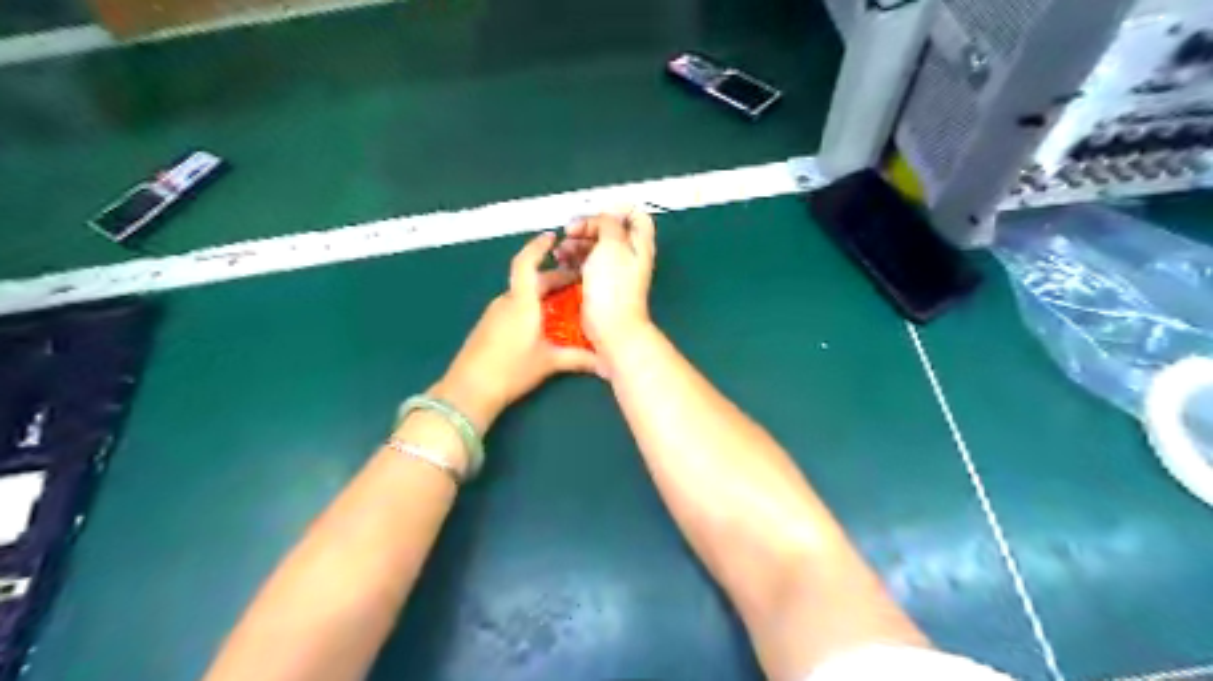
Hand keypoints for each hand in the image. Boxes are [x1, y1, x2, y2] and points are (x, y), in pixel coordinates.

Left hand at [438, 231, 604, 428]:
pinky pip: (513, 307)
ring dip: (542, 293)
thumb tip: (607, 363)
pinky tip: (542, 321)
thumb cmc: (511, 370)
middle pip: (530, 280)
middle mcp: (507, 302)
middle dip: (554, 277)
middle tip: (576, 282)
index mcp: (522, 302)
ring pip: (522, 294)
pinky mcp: (488, 327)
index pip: (527, 263)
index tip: (552, 237)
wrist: (469, 390)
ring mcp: (494, 314)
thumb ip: (578, 358)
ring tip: (564, 301)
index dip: (538, 247)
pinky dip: (530, 306)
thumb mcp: (549, 362)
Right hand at [557, 211, 660, 350]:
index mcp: (639, 243)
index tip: (596, 212)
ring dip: (576, 243)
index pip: (635, 215)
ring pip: (595, 247)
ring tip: (562, 250)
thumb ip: (609, 223)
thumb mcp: (612, 244)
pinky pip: (586, 265)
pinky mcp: (600, 285)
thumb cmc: (614, 288)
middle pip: (610, 230)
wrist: (610, 326)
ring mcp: (615, 272)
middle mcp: (629, 256)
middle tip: (571, 230)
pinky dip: (574, 260)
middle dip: (588, 226)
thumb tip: (604, 217)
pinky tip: (562, 262)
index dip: (616, 209)